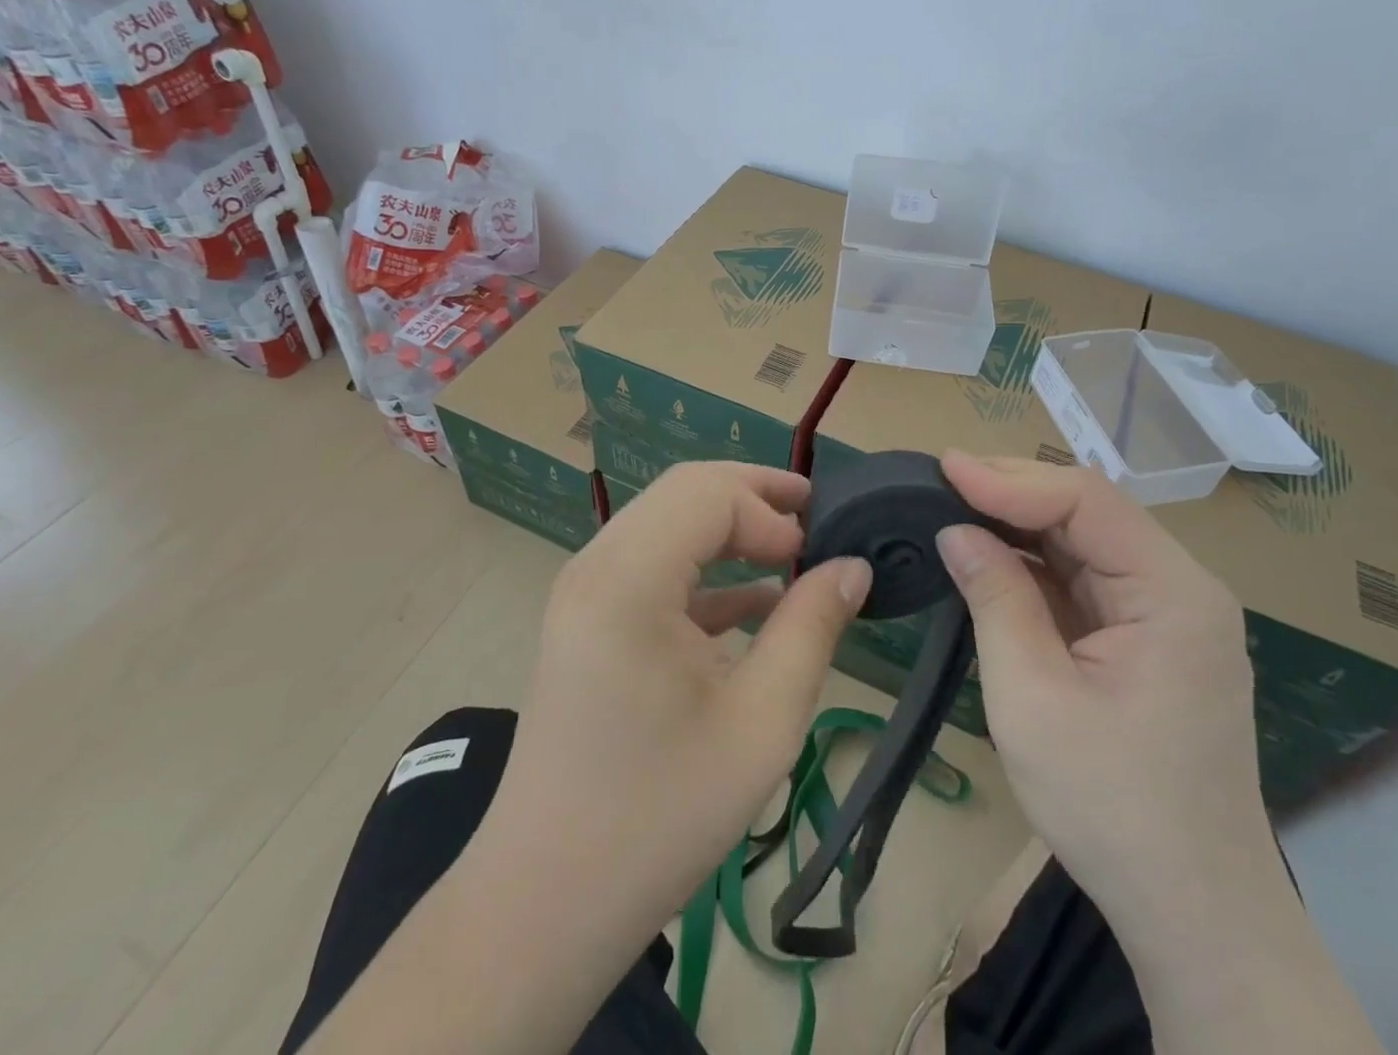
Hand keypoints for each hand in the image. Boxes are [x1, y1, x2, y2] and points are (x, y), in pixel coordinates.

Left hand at [306, 462, 871, 1054]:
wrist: (545, 904)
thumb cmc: (659, 817)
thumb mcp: (760, 723)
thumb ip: (811, 629)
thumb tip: (853, 567)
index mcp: (627, 579)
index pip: (708, 494)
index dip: (771, 512)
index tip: (818, 555)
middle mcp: (596, 565)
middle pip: (684, 492)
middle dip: (754, 497)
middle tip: (816, 519)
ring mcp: (586, 591)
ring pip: (668, 522)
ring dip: (731, 528)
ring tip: (794, 549)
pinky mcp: (589, 620)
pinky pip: (653, 565)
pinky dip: (706, 570)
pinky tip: (755, 604)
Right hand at [935, 451, 1271, 911]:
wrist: (1192, 912)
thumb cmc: (1112, 807)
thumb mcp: (1033, 697)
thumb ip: (995, 599)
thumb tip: (955, 531)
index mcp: (1174, 594)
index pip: (1088, 500)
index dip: (1010, 478)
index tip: (944, 469)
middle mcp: (1180, 588)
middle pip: (1089, 512)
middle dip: (1012, 492)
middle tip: (940, 480)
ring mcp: (1165, 613)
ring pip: (1083, 541)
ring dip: (1018, 523)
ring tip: (953, 505)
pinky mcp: (1145, 638)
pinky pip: (1083, 579)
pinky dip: (1033, 563)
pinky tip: (989, 555)